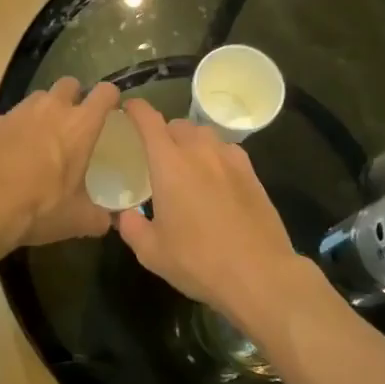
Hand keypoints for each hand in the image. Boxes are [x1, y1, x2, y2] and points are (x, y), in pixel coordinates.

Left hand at [0, 78, 120, 248]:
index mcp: (79, 125)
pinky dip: (12, 131)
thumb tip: (110, 222)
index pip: (105, 93)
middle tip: (73, 122)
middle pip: (69, 84)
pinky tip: (8, 154)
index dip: (110, 97)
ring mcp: (17, 112)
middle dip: (74, 96)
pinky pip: (7, 119)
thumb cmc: (40, 208)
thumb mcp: (77, 219)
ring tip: (40, 137)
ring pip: (37, 98)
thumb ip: (99, 217)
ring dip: (43, 111)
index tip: (110, 109)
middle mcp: (50, 109)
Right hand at [115, 99, 318, 330]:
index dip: (135, 109)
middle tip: (155, 154)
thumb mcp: (151, 252)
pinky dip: (215, 155)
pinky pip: (227, 150)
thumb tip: (125, 214)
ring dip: (190, 142)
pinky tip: (215, 178)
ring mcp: (230, 159)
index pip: (148, 120)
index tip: (126, 110)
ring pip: (204, 135)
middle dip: (163, 132)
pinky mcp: (252, 173)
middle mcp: (199, 151)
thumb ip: (131, 227)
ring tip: (186, 165)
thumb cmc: (198, 261)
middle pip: (177, 125)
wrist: (259, 274)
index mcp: (169, 163)